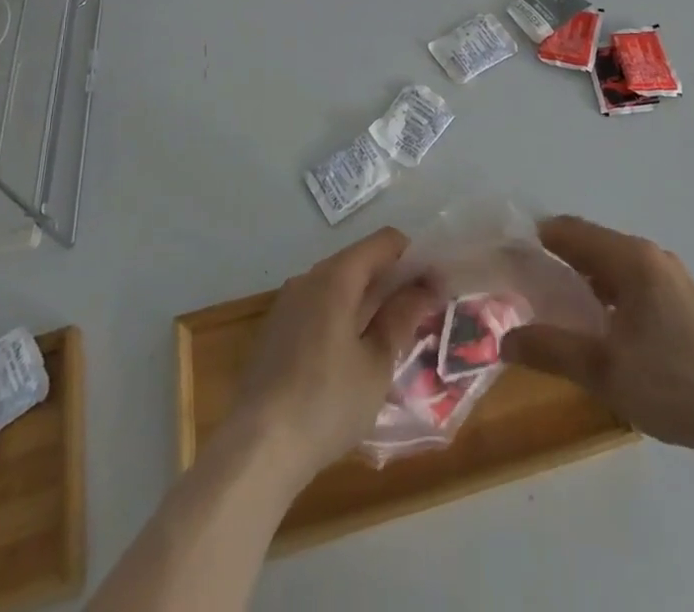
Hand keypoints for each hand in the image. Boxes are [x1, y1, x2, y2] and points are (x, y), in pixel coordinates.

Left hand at [227, 227, 437, 490]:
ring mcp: (288, 303)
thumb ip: (402, 317)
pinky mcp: (276, 331)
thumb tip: (425, 287)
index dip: (416, 258)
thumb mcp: (377, 363)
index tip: (437, 287)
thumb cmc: (327, 403)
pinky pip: (319, 308)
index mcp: (336, 276)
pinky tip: (355, 357)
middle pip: (361, 261)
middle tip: (422, 315)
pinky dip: (344, 317)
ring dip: (369, 301)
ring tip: (393, 338)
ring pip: (340, 286)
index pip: (385, 242)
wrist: (257, 451)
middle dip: (394, 281)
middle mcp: (309, 277)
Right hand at [501, 216, 693, 463]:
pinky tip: (603, 327)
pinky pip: (636, 284)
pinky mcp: (687, 304)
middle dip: (559, 260)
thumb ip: (551, 349)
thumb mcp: (603, 371)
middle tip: (527, 286)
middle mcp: (653, 257)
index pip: (572, 231)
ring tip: (559, 308)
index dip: (538, 240)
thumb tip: (503, 340)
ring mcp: (675, 279)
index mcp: (632, 259)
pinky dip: (610, 293)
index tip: (509, 257)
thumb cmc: (673, 385)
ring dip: (586, 279)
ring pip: (616, 266)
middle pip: (594, 245)